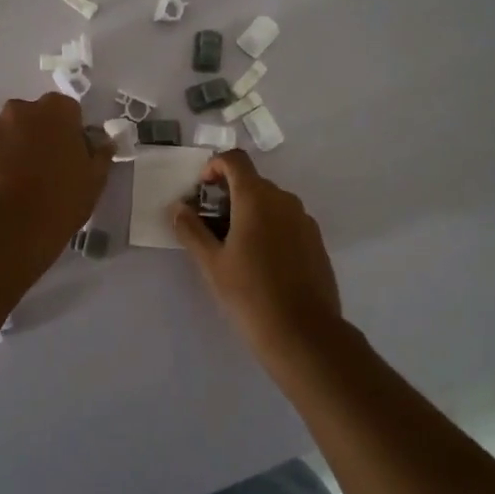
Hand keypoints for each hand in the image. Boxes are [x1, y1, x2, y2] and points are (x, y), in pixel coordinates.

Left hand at [0, 93, 112, 269]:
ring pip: (3, 133)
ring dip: (10, 148)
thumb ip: (100, 154)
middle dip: (36, 134)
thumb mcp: (95, 179)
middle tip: (43, 166)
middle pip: (31, 116)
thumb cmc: (62, 199)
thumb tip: (103, 143)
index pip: (66, 109)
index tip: (70, 153)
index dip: (69, 130)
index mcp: (55, 111)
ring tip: (16, 181)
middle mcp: (19, 110)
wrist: (11, 228)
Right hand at [171, 150, 342, 360]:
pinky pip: (287, 221)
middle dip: (228, 194)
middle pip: (252, 182)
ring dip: (249, 212)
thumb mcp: (211, 263)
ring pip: (271, 203)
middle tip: (210, 226)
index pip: (235, 160)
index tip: (201, 191)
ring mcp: (304, 220)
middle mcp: (284, 199)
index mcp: (256, 197)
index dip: (214, 166)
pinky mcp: (316, 241)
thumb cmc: (250, 294)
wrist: (304, 333)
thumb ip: (191, 229)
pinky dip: (270, 227)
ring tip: (234, 247)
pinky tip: (261, 262)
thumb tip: (178, 207)